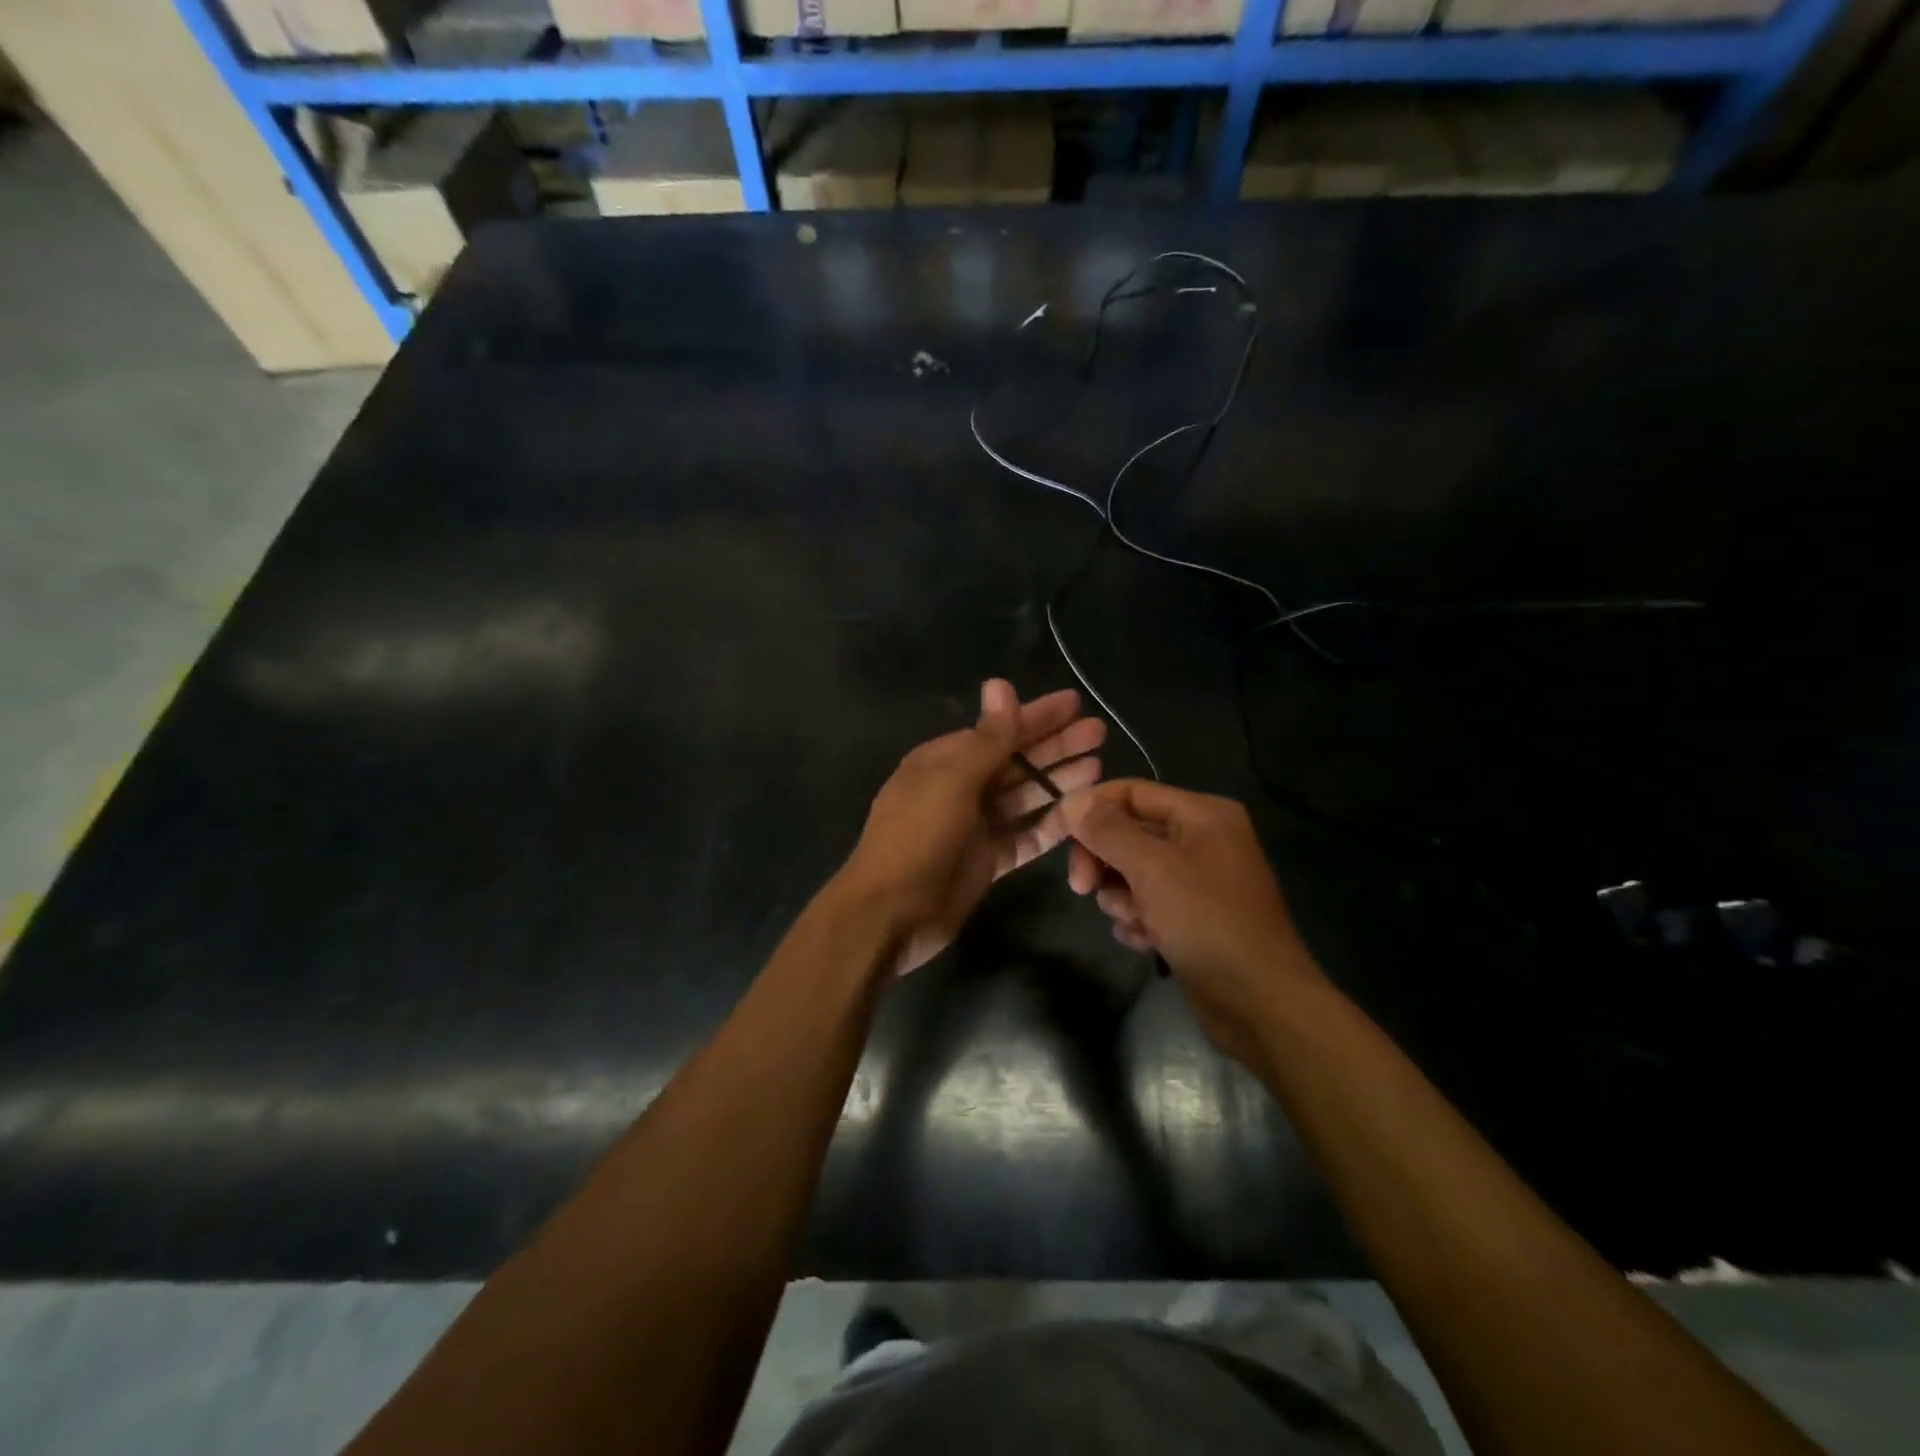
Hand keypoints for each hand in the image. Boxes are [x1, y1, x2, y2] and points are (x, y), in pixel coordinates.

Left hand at [839, 680, 1105, 976]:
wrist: (892, 912)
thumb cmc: (918, 836)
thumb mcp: (953, 780)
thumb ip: (987, 738)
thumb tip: (999, 683)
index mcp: (944, 761)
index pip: (999, 730)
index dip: (1037, 716)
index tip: (1076, 703)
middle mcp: (961, 787)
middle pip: (1017, 760)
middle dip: (1056, 745)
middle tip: (1099, 732)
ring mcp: (975, 825)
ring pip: (1025, 796)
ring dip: (1058, 780)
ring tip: (1100, 766)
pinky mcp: (988, 859)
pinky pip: (1026, 834)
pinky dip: (1052, 823)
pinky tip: (1082, 812)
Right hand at [1061, 780, 1323, 1068]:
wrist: (1260, 1003)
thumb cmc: (1207, 922)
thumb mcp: (1152, 869)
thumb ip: (1107, 830)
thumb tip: (1071, 799)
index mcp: (1202, 814)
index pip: (1129, 792)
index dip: (1090, 809)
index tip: (1056, 837)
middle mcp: (1201, 839)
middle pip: (1128, 832)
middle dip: (1103, 860)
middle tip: (1082, 887)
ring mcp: (1198, 880)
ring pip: (1132, 872)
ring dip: (1121, 896)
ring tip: (1135, 921)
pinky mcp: (1192, 917)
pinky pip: (1148, 904)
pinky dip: (1139, 920)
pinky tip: (1146, 942)